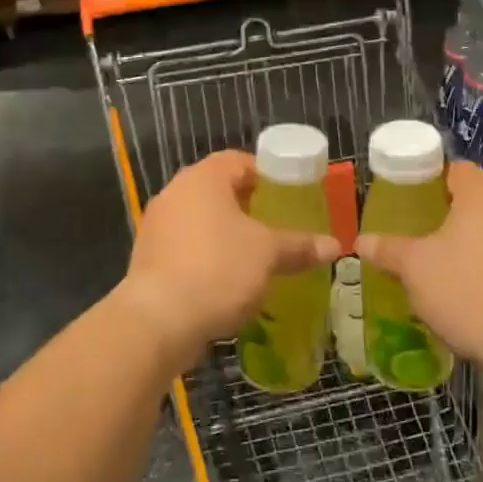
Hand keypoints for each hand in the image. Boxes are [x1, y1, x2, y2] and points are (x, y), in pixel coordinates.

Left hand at [115, 150, 340, 372]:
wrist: (158, 320)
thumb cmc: (218, 269)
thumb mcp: (268, 254)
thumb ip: (299, 246)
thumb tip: (334, 245)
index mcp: (203, 178)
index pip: (238, 160)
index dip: (266, 174)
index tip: (288, 195)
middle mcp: (175, 192)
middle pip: (218, 189)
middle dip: (248, 206)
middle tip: (277, 225)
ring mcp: (157, 225)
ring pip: (200, 219)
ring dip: (226, 233)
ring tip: (256, 255)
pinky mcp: (148, 257)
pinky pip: (185, 246)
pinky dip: (206, 255)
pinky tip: (227, 280)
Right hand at [355, 162, 482, 372]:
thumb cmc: (469, 290)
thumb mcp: (415, 269)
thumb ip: (388, 250)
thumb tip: (361, 241)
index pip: (453, 169)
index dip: (427, 182)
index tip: (407, 203)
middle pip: (475, 199)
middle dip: (448, 216)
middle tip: (419, 236)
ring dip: (472, 244)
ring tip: (444, 267)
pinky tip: (476, 293)